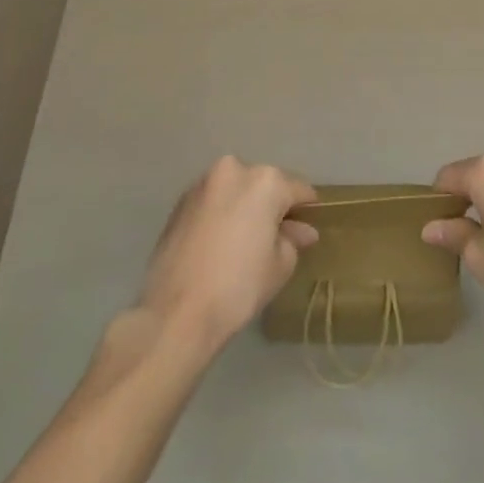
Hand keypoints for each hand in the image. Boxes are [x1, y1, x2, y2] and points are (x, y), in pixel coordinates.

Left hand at [137, 157, 318, 348]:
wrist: (176, 312)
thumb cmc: (238, 286)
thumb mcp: (279, 265)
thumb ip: (293, 239)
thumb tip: (302, 230)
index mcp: (265, 181)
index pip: (298, 189)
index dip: (306, 210)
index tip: (307, 228)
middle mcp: (234, 170)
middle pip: (264, 185)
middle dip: (271, 206)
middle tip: (274, 239)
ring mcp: (203, 183)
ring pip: (235, 190)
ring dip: (244, 207)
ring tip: (242, 243)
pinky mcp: (180, 201)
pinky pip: (213, 201)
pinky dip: (221, 214)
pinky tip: (219, 244)